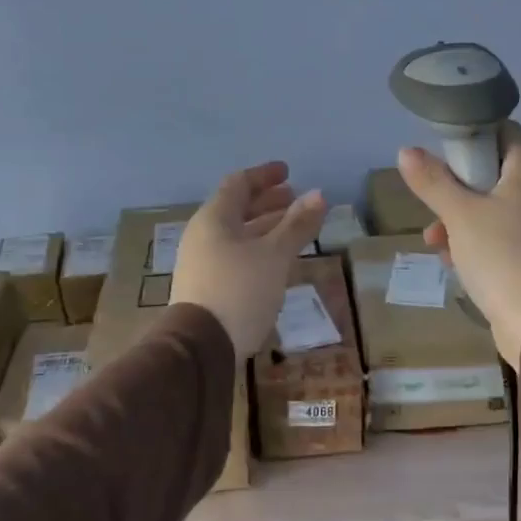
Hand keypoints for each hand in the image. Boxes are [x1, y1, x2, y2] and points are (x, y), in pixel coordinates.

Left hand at [171, 161, 326, 356]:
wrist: (201, 347)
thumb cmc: (239, 290)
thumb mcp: (275, 255)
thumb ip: (297, 225)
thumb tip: (319, 194)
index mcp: (214, 218)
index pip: (238, 184)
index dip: (264, 176)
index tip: (288, 173)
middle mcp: (203, 236)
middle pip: (237, 210)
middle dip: (268, 203)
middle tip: (295, 200)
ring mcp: (202, 264)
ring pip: (238, 236)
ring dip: (266, 229)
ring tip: (294, 230)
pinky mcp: (208, 289)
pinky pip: (236, 258)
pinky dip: (259, 252)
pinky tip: (278, 263)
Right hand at [397, 121, 520, 368]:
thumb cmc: (500, 255)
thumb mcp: (459, 215)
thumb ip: (432, 181)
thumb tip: (406, 151)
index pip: (503, 130)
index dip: (471, 133)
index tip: (441, 148)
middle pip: (490, 171)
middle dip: (455, 185)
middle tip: (431, 198)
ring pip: (488, 206)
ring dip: (457, 219)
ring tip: (434, 241)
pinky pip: (496, 235)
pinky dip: (472, 241)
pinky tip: (452, 261)